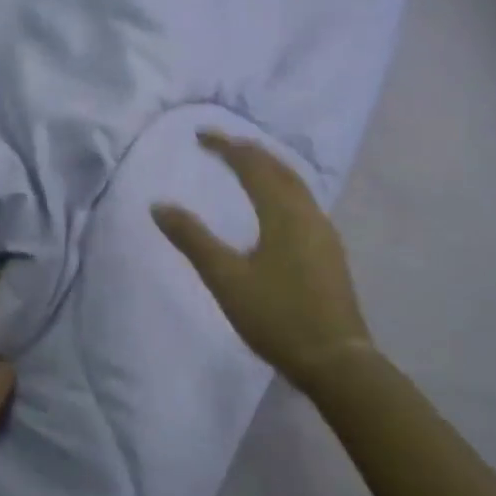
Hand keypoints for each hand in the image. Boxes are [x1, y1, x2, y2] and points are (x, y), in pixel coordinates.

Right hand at [151, 130, 372, 382]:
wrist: (335, 360)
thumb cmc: (276, 316)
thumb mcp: (225, 278)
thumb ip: (192, 239)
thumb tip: (159, 205)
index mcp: (283, 214)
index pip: (252, 165)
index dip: (226, 146)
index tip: (200, 135)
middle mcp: (308, 214)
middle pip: (279, 169)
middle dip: (249, 151)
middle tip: (221, 144)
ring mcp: (323, 233)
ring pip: (296, 185)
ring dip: (268, 168)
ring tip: (244, 166)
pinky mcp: (328, 252)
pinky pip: (302, 202)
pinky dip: (281, 188)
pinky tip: (273, 206)